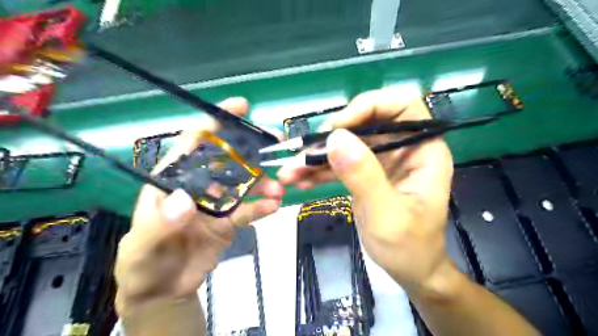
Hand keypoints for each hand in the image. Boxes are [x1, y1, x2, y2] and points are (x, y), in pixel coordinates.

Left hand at [117, 96, 286, 317]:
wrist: (163, 289)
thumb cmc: (143, 262)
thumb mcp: (143, 244)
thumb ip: (161, 223)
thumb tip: (185, 200)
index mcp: (173, 179)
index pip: (194, 143)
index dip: (216, 122)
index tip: (241, 106)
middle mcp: (199, 185)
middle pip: (227, 159)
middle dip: (251, 149)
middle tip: (274, 144)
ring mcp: (217, 203)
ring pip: (243, 184)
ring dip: (262, 183)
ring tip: (278, 188)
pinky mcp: (229, 221)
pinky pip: (248, 210)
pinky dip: (261, 207)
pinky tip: (273, 207)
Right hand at [278, 88, 455, 296]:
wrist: (408, 270)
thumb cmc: (409, 247)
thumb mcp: (387, 215)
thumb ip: (364, 176)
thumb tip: (336, 138)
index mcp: (423, 151)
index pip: (402, 105)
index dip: (369, 106)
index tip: (338, 127)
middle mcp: (403, 148)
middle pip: (365, 123)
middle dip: (332, 137)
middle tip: (304, 154)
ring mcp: (382, 160)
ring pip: (347, 144)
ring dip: (317, 156)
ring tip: (290, 172)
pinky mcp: (366, 173)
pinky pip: (340, 162)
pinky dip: (319, 170)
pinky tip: (300, 180)